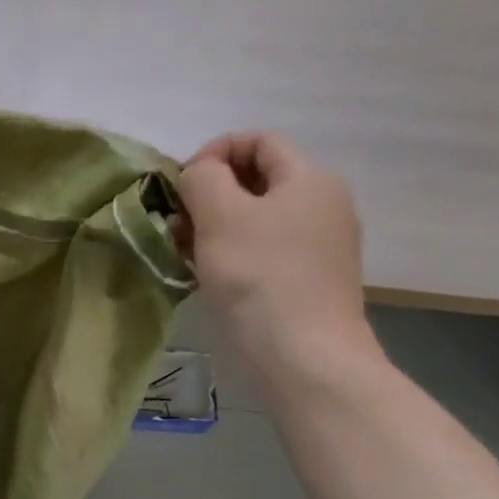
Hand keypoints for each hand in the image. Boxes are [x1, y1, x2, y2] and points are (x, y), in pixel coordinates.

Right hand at [176, 131, 377, 380]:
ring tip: (182, 249)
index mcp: (310, 179)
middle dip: (209, 192)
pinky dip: (230, 251)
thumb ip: (202, 177)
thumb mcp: (220, 213)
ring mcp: (318, 246)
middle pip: (255, 179)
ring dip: (213, 225)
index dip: (214, 151)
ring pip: (255, 218)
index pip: (257, 141)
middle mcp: (323, 205)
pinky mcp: (307, 280)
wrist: (305, 357)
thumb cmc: (260, 276)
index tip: (182, 185)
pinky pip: (261, 249)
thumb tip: (198, 174)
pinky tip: (205, 272)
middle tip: (176, 219)